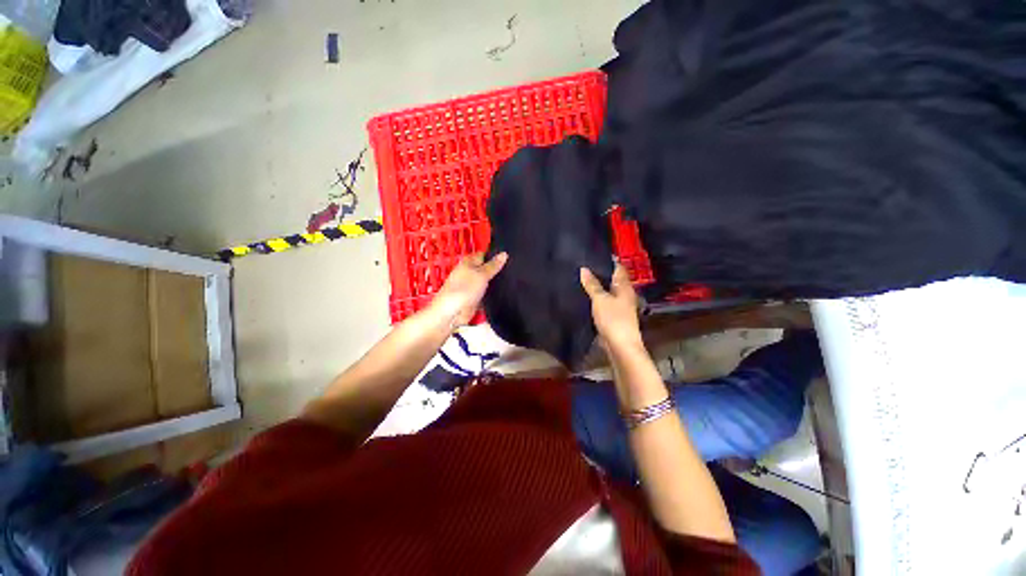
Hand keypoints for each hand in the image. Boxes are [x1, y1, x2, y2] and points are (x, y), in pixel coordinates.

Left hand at [430, 252, 508, 327]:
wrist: (452, 313)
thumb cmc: (463, 289)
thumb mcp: (482, 274)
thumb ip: (493, 265)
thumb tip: (504, 254)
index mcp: (468, 262)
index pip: (484, 255)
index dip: (495, 255)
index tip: (508, 257)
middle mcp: (469, 273)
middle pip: (485, 268)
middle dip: (496, 270)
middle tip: (512, 269)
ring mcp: (471, 286)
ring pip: (486, 282)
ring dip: (495, 283)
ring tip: (511, 281)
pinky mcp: (474, 298)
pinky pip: (486, 294)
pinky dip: (492, 294)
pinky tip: (502, 294)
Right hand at [580, 264, 642, 349]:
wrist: (620, 346)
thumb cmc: (613, 319)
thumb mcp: (600, 299)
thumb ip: (592, 284)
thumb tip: (584, 268)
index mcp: (625, 287)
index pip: (618, 268)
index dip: (608, 261)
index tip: (594, 254)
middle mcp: (625, 294)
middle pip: (613, 280)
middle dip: (601, 273)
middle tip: (584, 265)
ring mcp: (620, 306)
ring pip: (608, 291)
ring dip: (598, 286)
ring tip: (582, 279)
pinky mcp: (614, 316)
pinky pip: (605, 302)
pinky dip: (597, 298)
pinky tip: (586, 296)